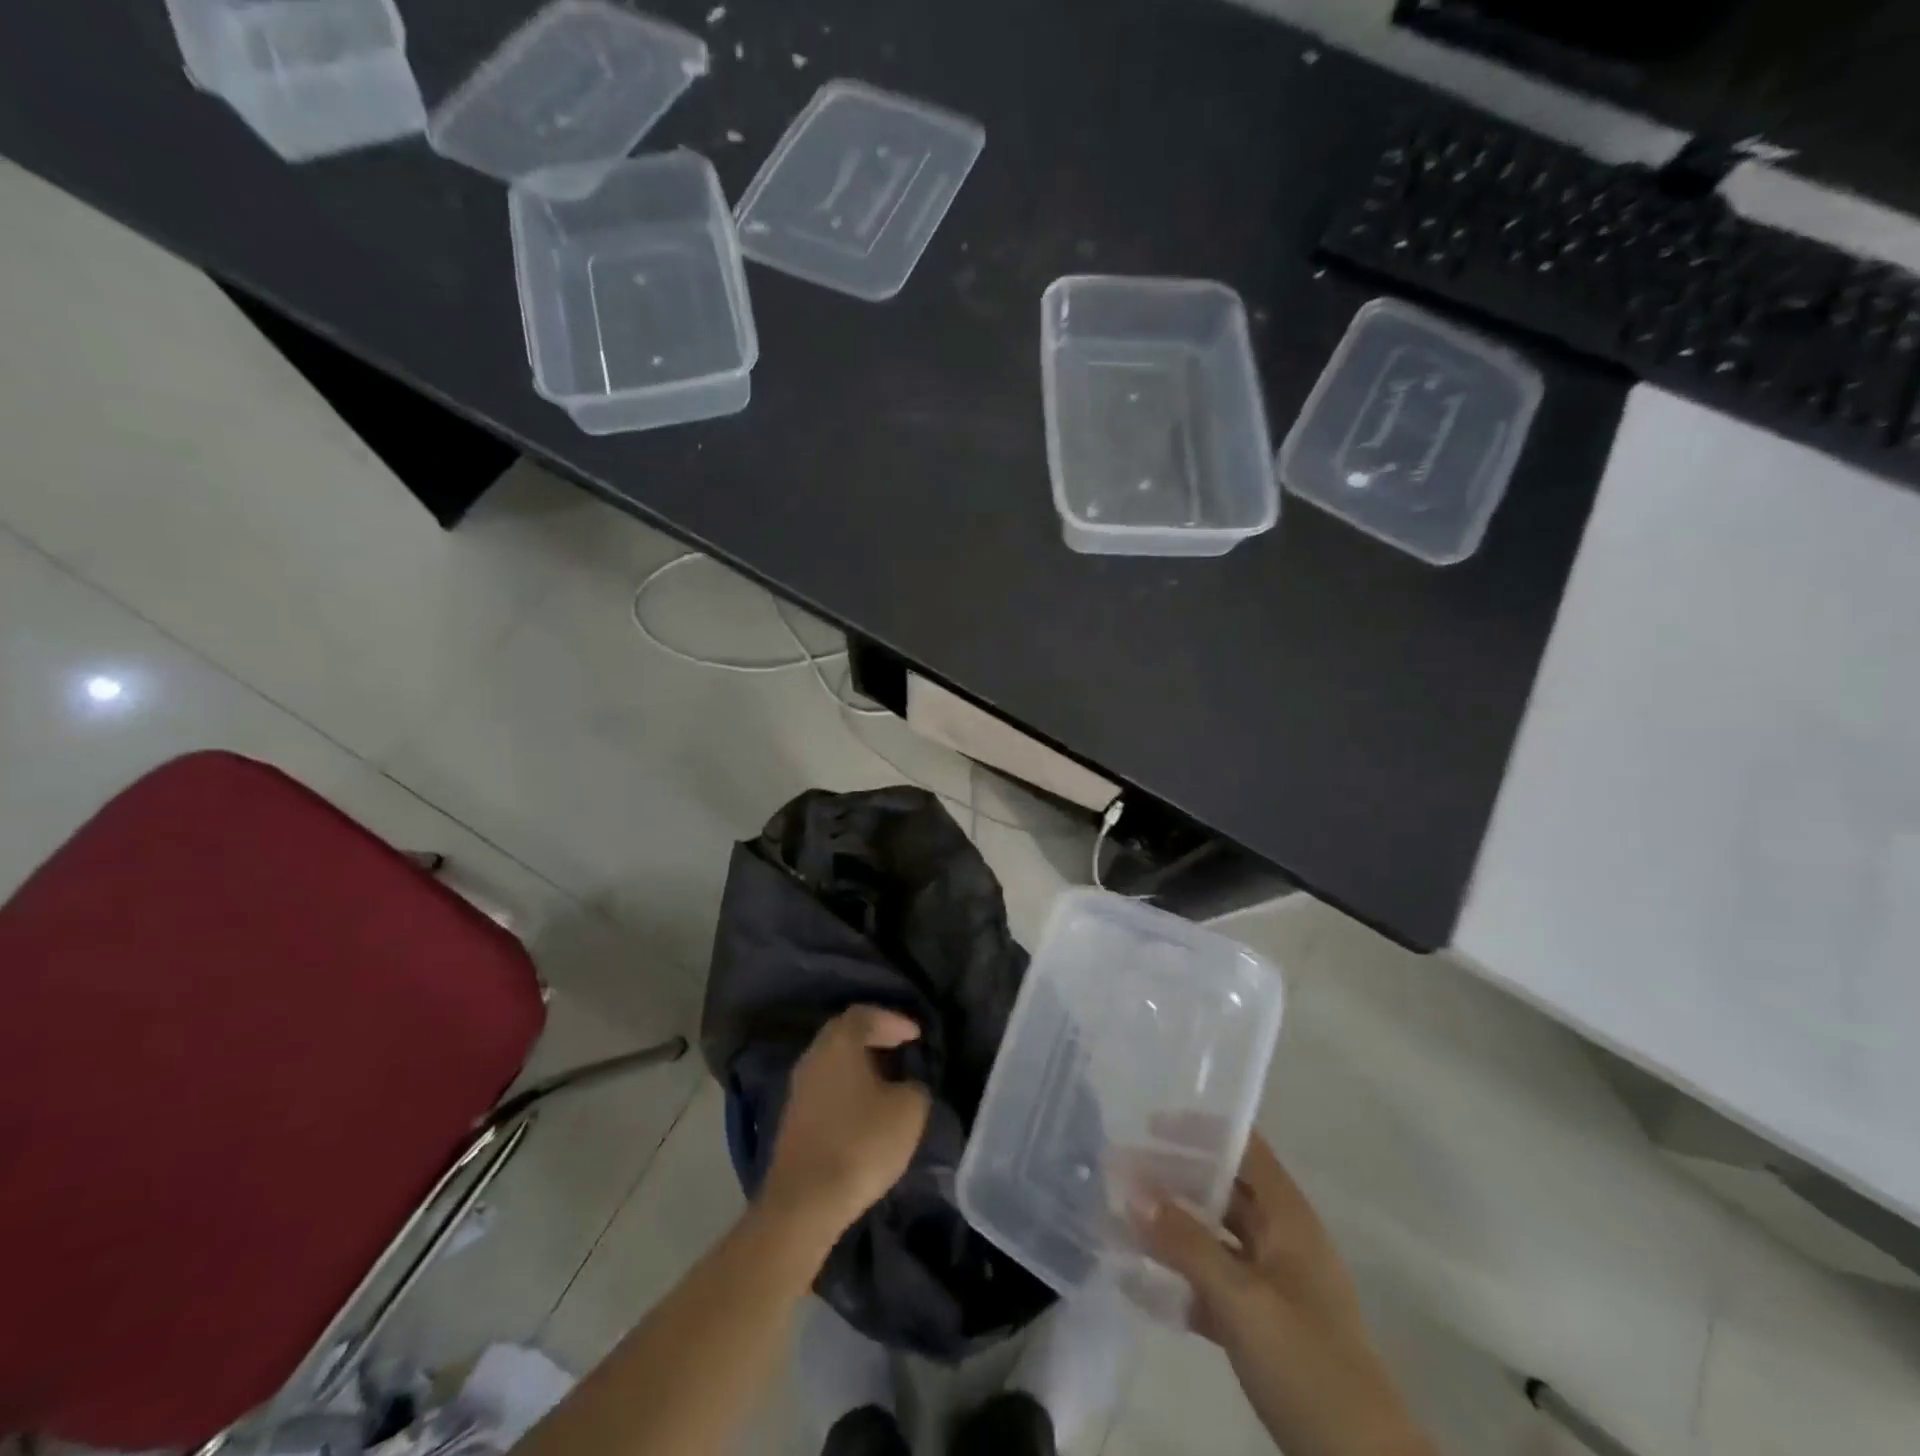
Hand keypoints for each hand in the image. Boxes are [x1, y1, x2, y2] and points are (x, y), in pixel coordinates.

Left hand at [763, 1006, 931, 1235]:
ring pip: (832, 1062)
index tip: (916, 1035)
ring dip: (859, 1065)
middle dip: (874, 1037)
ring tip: (887, 1079)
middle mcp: (813, 1057)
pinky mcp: (793, 1119)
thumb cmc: (861, 1143)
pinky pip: (825, 1088)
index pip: (865, 1014)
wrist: (804, 1202)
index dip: (893, 1019)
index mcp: (839, 1043)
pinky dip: (847, 1088)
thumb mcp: (909, 1111)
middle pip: (844, 1034)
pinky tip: (865, 1108)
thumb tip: (909, 1086)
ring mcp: (798, 1089)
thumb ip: (916, 1087)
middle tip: (901, 1048)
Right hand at [1136, 1134, 1435, 1455]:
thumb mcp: (1242, 1300)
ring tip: (1118, 1219)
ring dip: (1170, 1229)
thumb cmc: (1307, 1364)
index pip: (1245, 1150)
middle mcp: (1281, 1242)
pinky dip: (1178, 1280)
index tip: (1150, 1124)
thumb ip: (1187, 1243)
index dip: (1202, 1131)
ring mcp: (1273, 1287)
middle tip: (1120, 1172)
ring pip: (1214, 1240)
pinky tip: (1136, 1280)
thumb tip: (1134, 1191)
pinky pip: (1212, 1287)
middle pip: (1223, 1191)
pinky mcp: (1262, 1329)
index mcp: (1289, 1220)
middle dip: (1173, 1178)